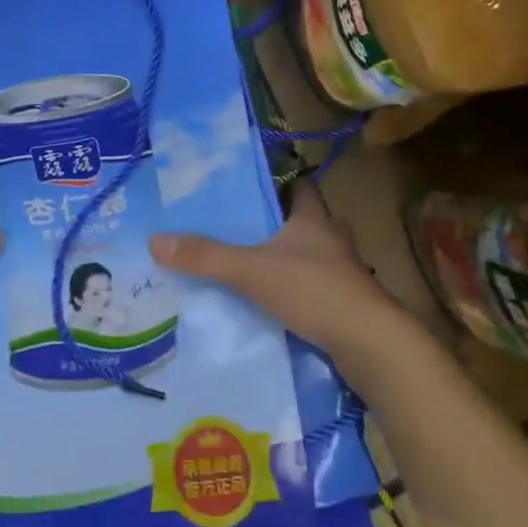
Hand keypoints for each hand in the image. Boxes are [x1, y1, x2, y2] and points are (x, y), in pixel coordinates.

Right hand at [149, 186, 403, 360]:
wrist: (371, 345)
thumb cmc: (314, 291)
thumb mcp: (252, 271)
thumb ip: (206, 256)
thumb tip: (156, 240)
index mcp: (313, 217)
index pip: (297, 185)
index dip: (274, 182)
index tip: (244, 187)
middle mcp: (330, 237)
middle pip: (298, 220)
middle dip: (270, 223)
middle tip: (233, 227)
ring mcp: (341, 271)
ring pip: (305, 254)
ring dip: (281, 257)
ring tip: (244, 262)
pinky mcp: (344, 302)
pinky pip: (310, 285)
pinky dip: (291, 288)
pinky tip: (268, 300)